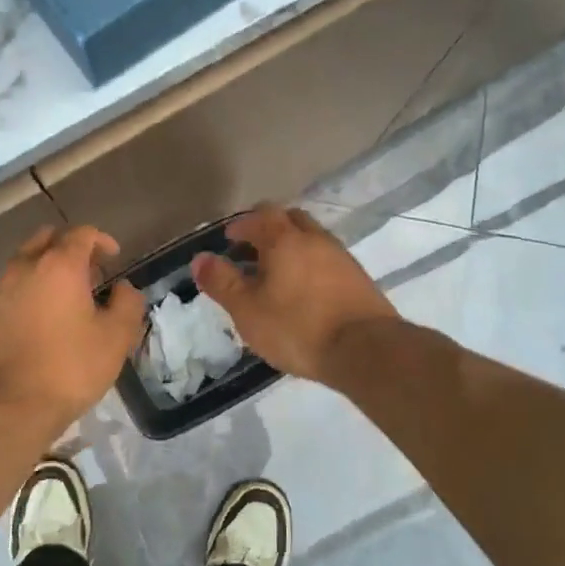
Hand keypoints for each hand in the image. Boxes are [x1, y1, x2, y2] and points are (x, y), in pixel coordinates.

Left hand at [0, 225, 144, 431]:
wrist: (9, 406)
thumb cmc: (70, 367)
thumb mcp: (116, 337)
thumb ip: (127, 303)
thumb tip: (123, 288)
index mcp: (59, 265)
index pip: (81, 233)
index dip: (101, 240)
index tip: (114, 257)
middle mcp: (25, 267)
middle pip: (48, 239)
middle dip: (71, 248)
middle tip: (90, 273)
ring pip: (25, 262)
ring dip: (48, 268)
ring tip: (67, 297)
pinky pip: (12, 287)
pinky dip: (30, 289)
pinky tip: (43, 318)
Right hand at [190, 205, 400, 385]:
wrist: (365, 350)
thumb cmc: (297, 327)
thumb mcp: (247, 310)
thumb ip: (222, 282)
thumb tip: (200, 258)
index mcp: (285, 239)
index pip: (261, 215)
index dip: (242, 225)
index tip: (229, 241)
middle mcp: (315, 239)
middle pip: (290, 219)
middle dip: (269, 229)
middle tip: (252, 252)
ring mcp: (341, 256)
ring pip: (312, 239)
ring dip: (292, 248)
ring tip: (277, 275)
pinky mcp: (358, 278)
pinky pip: (327, 260)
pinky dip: (311, 266)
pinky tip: (304, 292)